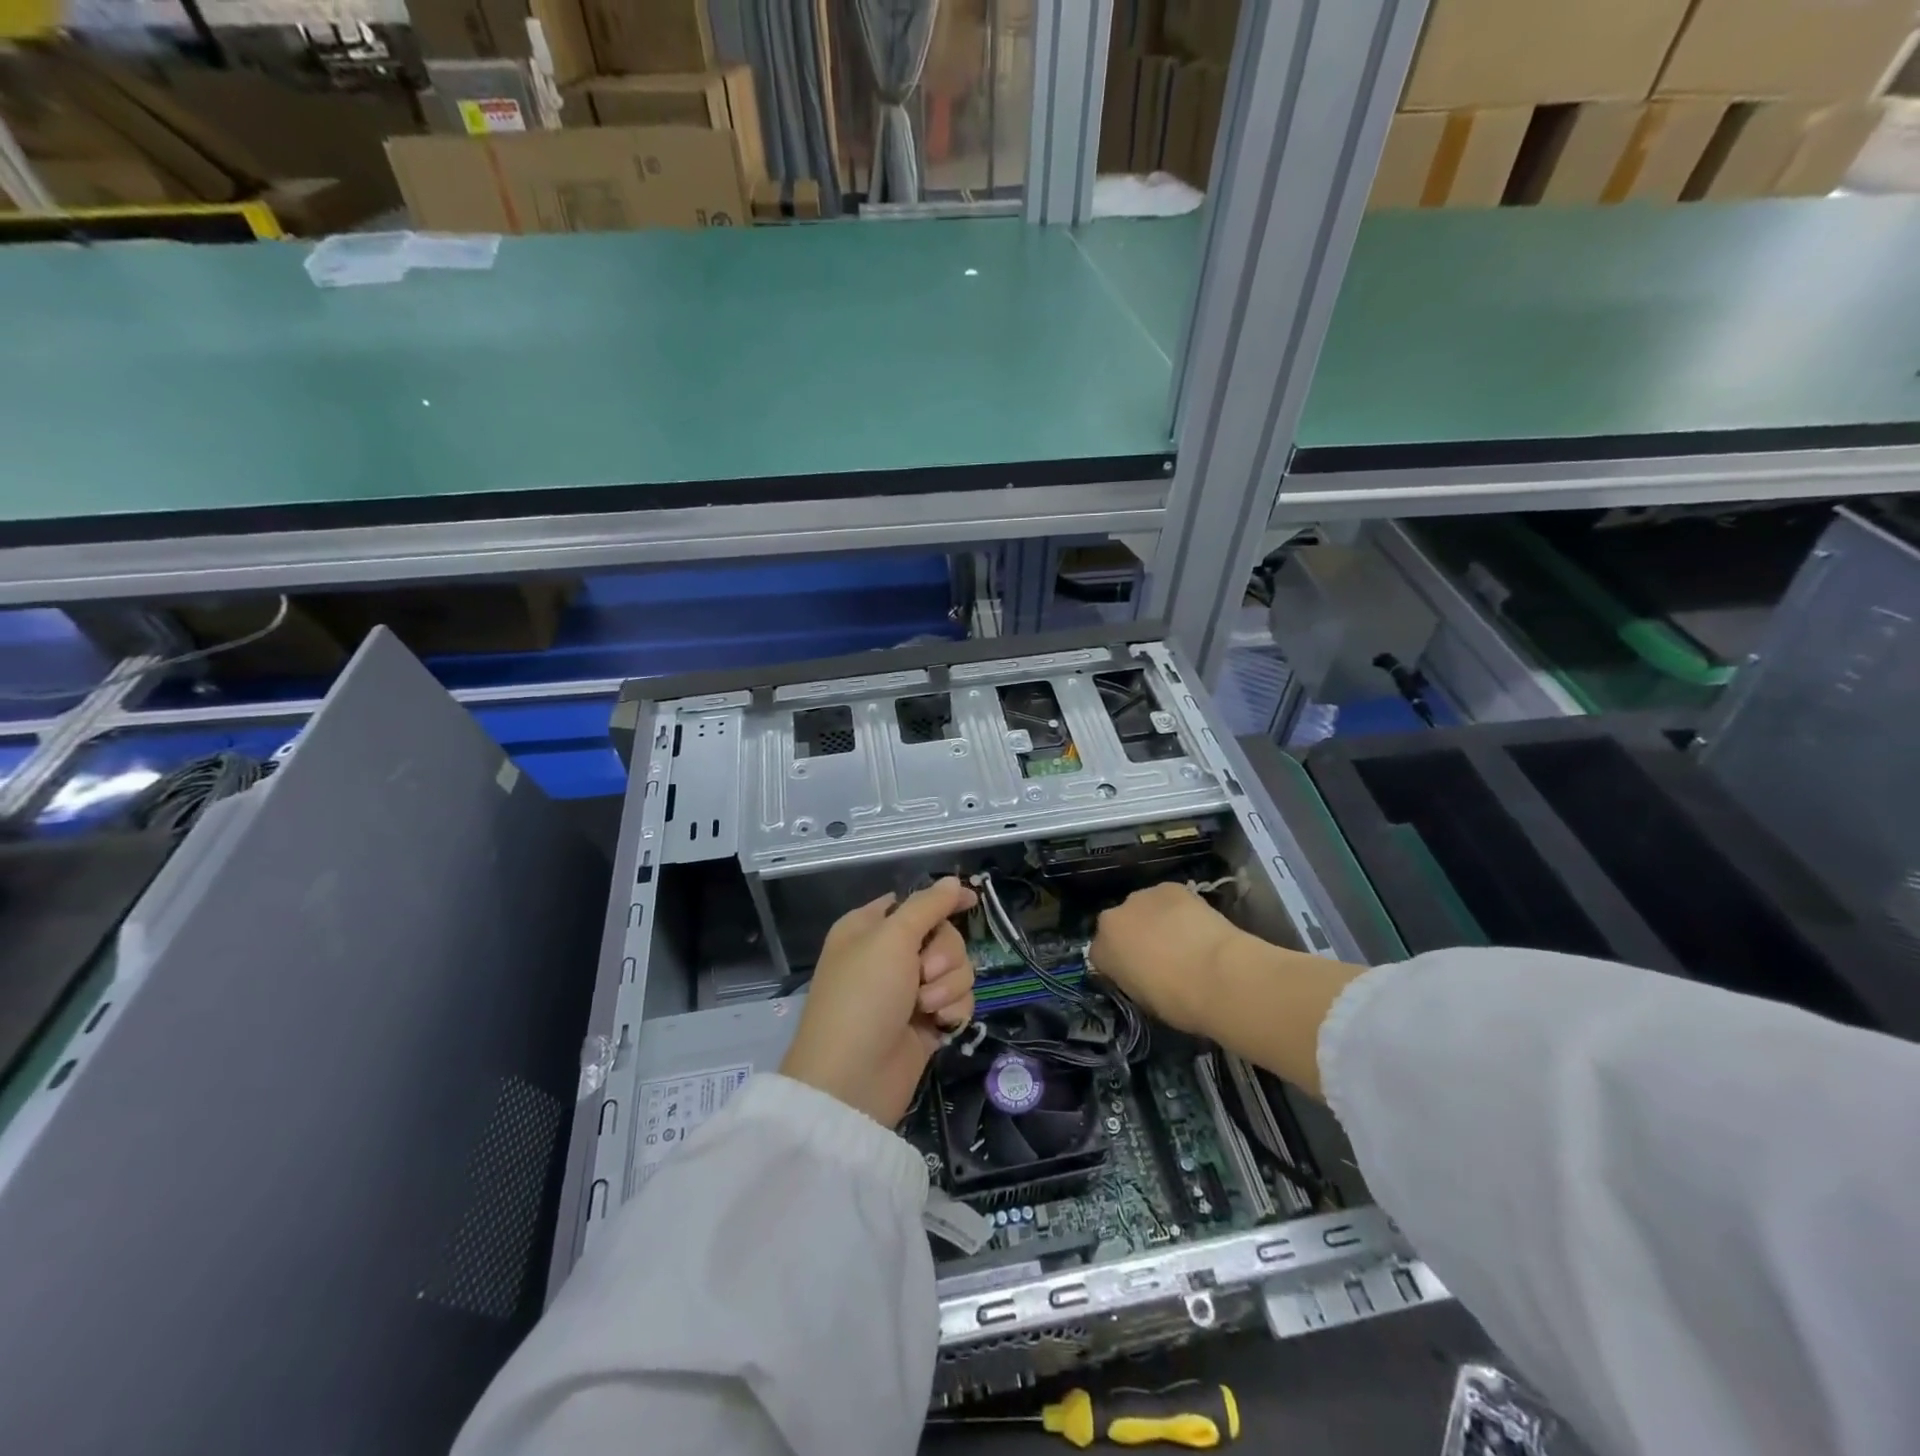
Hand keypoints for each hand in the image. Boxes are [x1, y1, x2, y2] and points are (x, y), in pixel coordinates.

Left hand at [780, 877, 977, 1125]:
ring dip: (949, 985)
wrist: (853, 1079)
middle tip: (923, 973)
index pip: (915, 902)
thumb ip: (928, 906)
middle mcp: (890, 955)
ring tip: (926, 1006)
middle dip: (944, 954)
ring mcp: (909, 990)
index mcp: (869, 928)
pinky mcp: (927, 1021)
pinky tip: (939, 1024)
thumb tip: (953, 881)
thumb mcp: (891, 939)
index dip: (942, 901)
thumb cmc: (863, 996)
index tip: (972, 902)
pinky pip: (959, 1000)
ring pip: (957, 968)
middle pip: (943, 935)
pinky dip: (953, 1009)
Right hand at [1089, 882, 1244, 1035]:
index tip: (1136, 975)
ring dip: (1154, 919)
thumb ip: (1132, 980)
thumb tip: (1140, 973)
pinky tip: (1195, 924)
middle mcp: (1113, 918)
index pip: (1100, 954)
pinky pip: (1167, 898)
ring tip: (1181, 937)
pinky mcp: (1170, 887)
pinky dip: (1177, 908)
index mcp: (1102, 950)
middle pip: (1119, 924)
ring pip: (1143, 907)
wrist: (1218, 976)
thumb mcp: (1143, 1001)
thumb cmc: (1178, 1002)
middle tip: (1159, 956)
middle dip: (1133, 936)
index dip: (1118, 965)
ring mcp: (1141, 897)